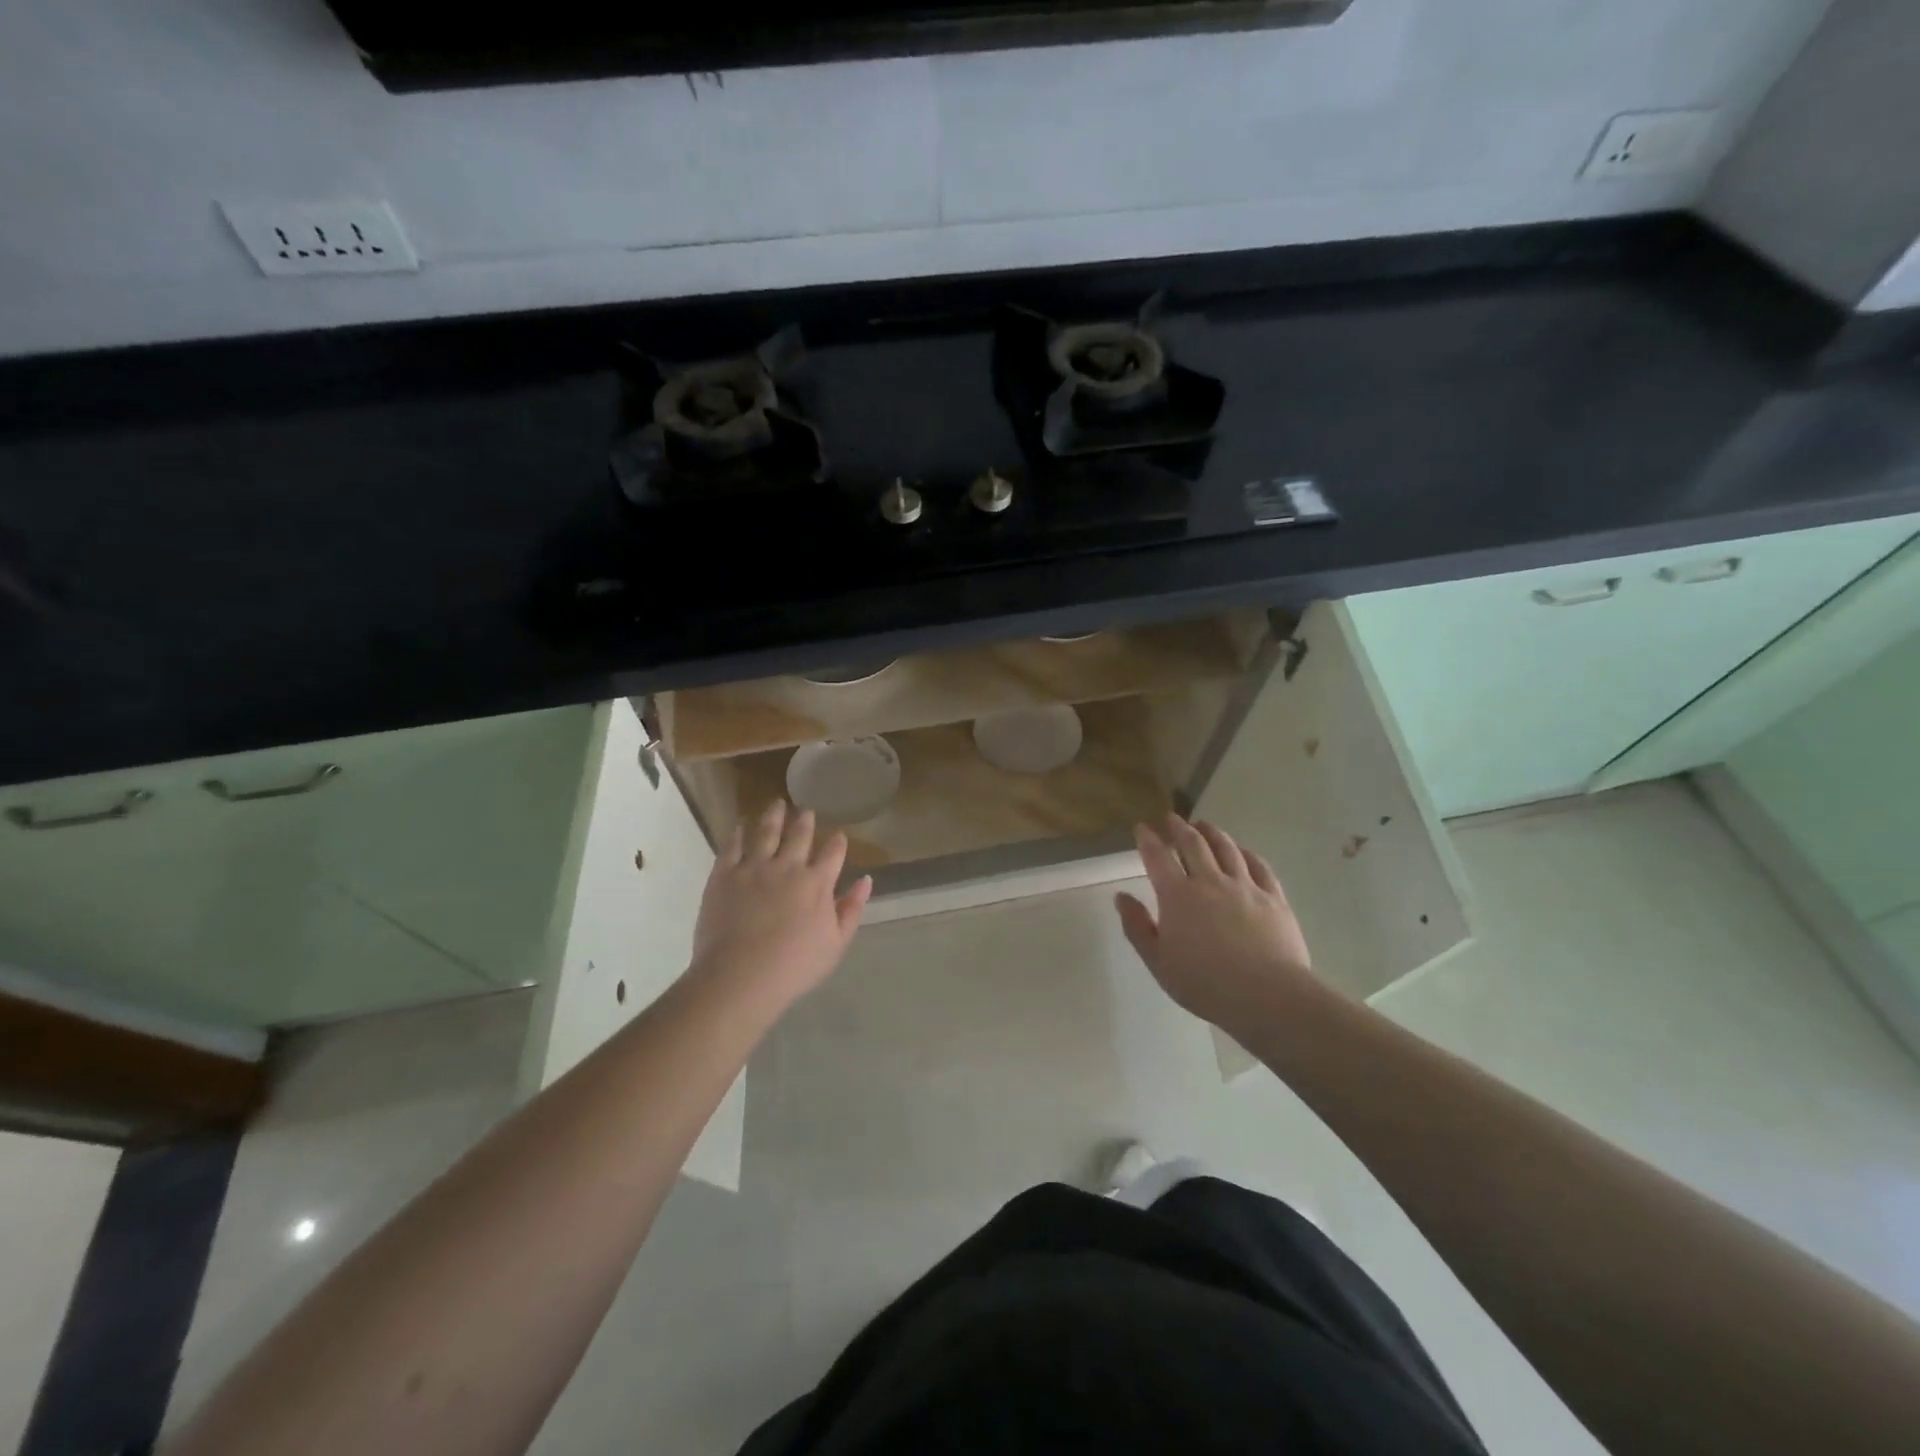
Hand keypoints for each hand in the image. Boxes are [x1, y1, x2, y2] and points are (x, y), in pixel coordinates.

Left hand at [689, 801, 871, 1014]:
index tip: (839, 835)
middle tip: (806, 811)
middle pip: (799, 835)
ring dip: (774, 816)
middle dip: (805, 821)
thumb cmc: (794, 966)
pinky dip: (738, 833)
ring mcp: (754, 867)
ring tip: (777, 804)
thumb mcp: (835, 943)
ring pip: (766, 832)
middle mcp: (788, 866)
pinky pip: (732, 846)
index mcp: (817, 883)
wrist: (740, 976)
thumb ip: (851, 909)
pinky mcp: (725, 874)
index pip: (833, 853)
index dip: (837, 842)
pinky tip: (741, 826)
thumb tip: (866, 881)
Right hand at [1115, 817, 1319, 1038]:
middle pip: (1193, 844)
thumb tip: (1121, 897)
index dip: (1148, 839)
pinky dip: (1247, 853)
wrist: (1267, 995)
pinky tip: (1243, 851)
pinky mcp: (1273, 897)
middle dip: (1179, 827)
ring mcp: (1245, 886)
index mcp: (1177, 895)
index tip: (1142, 827)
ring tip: (1205, 825)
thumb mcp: (1158, 962)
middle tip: (1172, 818)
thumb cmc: (1204, 983)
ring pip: (1227, 848)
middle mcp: (1209, 881)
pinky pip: (1259, 866)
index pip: (1157, 857)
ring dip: (1212, 832)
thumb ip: (1137, 927)